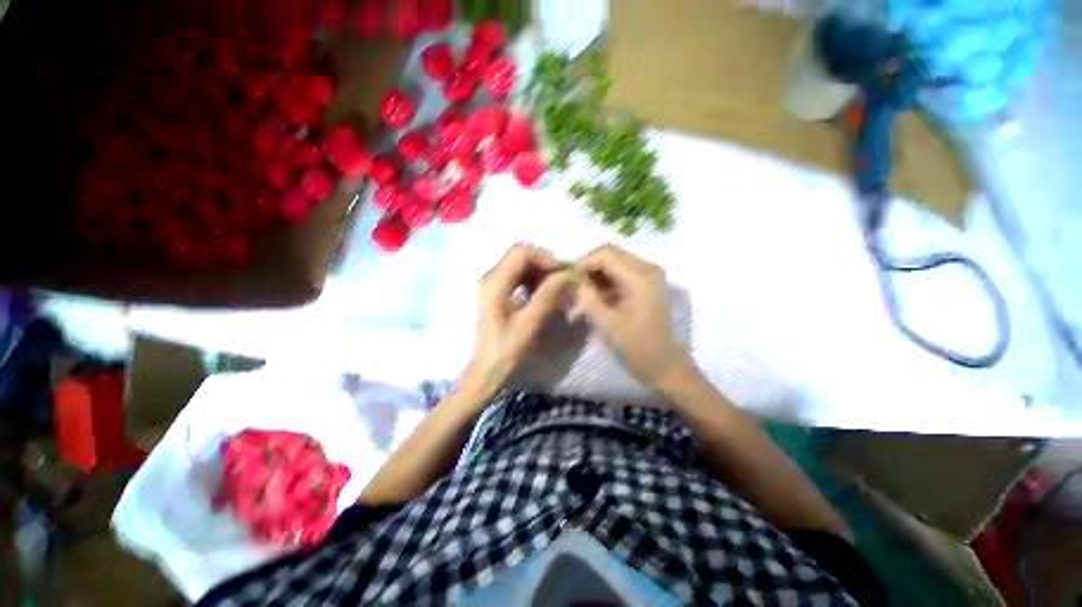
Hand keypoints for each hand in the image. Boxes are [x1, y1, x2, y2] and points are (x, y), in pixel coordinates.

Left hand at [459, 244, 571, 399]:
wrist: (486, 370)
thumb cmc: (506, 350)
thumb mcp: (529, 323)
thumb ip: (548, 296)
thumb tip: (566, 275)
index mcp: (495, 282)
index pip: (521, 252)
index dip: (545, 258)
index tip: (562, 274)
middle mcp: (491, 277)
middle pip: (521, 256)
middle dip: (544, 266)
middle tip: (561, 282)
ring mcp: (492, 285)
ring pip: (520, 266)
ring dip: (539, 274)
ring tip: (554, 290)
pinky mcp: (496, 293)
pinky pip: (517, 277)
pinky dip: (533, 281)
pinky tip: (541, 296)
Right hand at [575, 245, 696, 390]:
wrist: (664, 364)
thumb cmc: (636, 347)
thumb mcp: (606, 323)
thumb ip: (586, 297)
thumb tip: (571, 280)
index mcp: (640, 277)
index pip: (605, 254)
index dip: (583, 263)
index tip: (569, 281)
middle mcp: (647, 268)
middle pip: (610, 253)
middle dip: (589, 266)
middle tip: (575, 286)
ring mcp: (649, 274)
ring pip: (615, 260)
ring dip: (597, 273)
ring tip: (584, 292)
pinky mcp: (647, 282)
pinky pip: (621, 270)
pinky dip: (606, 279)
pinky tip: (598, 296)